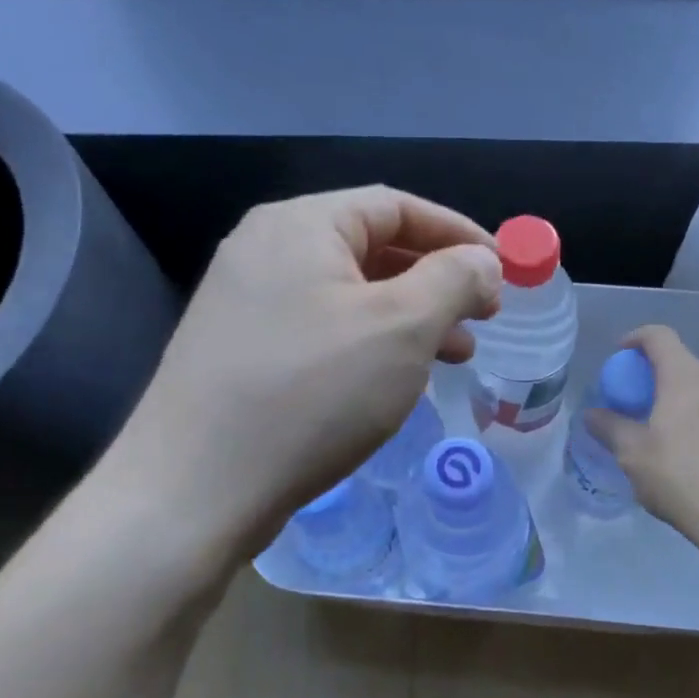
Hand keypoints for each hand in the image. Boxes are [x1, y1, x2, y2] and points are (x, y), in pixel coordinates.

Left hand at [99, 187, 499, 580]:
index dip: (458, 233)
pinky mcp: (242, 351)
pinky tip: (398, 379)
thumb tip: (483, 261)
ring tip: (456, 355)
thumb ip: (454, 280)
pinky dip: (371, 344)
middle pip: (372, 248)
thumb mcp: (402, 328)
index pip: (396, 206)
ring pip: (350, 294)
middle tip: (484, 316)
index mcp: (300, 225)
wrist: (195, 490)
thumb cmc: (313, 393)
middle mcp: (266, 250)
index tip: (503, 270)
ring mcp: (247, 302)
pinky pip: (324, 329)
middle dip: (437, 280)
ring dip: (410, 317)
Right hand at [587, 326, 698, 552]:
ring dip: (693, 408)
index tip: (621, 354)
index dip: (636, 339)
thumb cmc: (684, 478)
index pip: (659, 337)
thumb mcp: (634, 456)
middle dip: (663, 383)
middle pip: (687, 368)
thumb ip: (610, 428)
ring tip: (679, 444)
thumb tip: (592, 413)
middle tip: (645, 411)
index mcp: (687, 377)